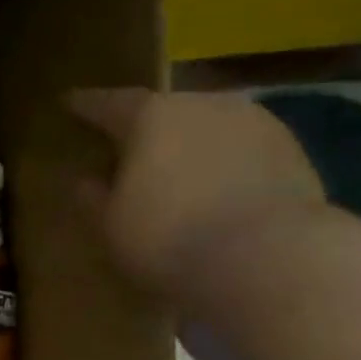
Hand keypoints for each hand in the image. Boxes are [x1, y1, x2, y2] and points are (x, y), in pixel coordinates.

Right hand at [71, 90, 324, 296]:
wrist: (267, 257)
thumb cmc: (167, 237)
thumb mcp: (110, 225)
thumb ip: (93, 197)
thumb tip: (86, 180)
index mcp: (150, 117)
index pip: (108, 104)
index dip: (86, 105)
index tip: (69, 102)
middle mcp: (203, 104)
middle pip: (164, 111)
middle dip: (144, 129)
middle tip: (127, 150)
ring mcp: (254, 122)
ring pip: (207, 127)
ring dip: (188, 145)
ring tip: (175, 173)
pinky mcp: (291, 149)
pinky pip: (240, 150)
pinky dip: (222, 164)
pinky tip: (215, 191)